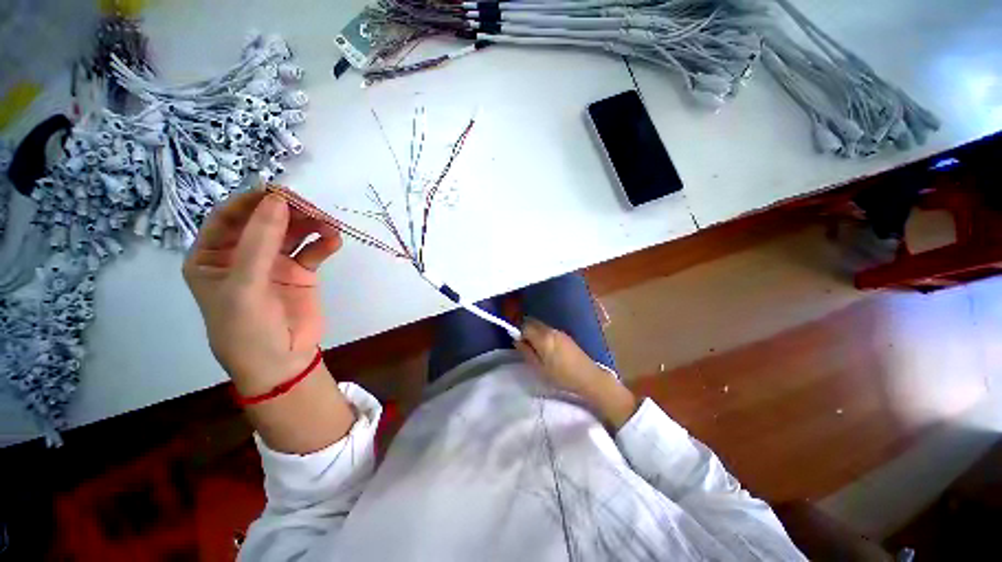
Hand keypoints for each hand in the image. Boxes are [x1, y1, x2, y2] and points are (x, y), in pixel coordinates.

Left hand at [183, 189, 341, 395]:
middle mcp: (242, 255)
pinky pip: (312, 251)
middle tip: (312, 208)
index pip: (229, 218)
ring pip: (292, 233)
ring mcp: (274, 263)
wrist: (281, 361)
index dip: (253, 203)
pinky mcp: (300, 273)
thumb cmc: (247, 328)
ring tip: (329, 225)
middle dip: (288, 213)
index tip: (280, 193)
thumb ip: (260, 242)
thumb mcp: (245, 285)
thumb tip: (278, 200)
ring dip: (311, 225)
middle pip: (265, 222)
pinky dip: (324, 244)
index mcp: (213, 256)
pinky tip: (334, 241)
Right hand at [515, 318, 638, 428]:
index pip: (524, 325)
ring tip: (536, 349)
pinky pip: (549, 330)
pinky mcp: (566, 335)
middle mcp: (551, 330)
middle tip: (525, 345)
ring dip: (534, 332)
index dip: (518, 332)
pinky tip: (547, 349)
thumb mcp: (539, 368)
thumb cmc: (561, 376)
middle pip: (532, 322)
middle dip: (525, 329)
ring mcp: (559, 331)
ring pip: (541, 326)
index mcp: (543, 337)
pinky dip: (543, 335)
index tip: (517, 342)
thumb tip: (516, 340)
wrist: (588, 377)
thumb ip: (526, 352)